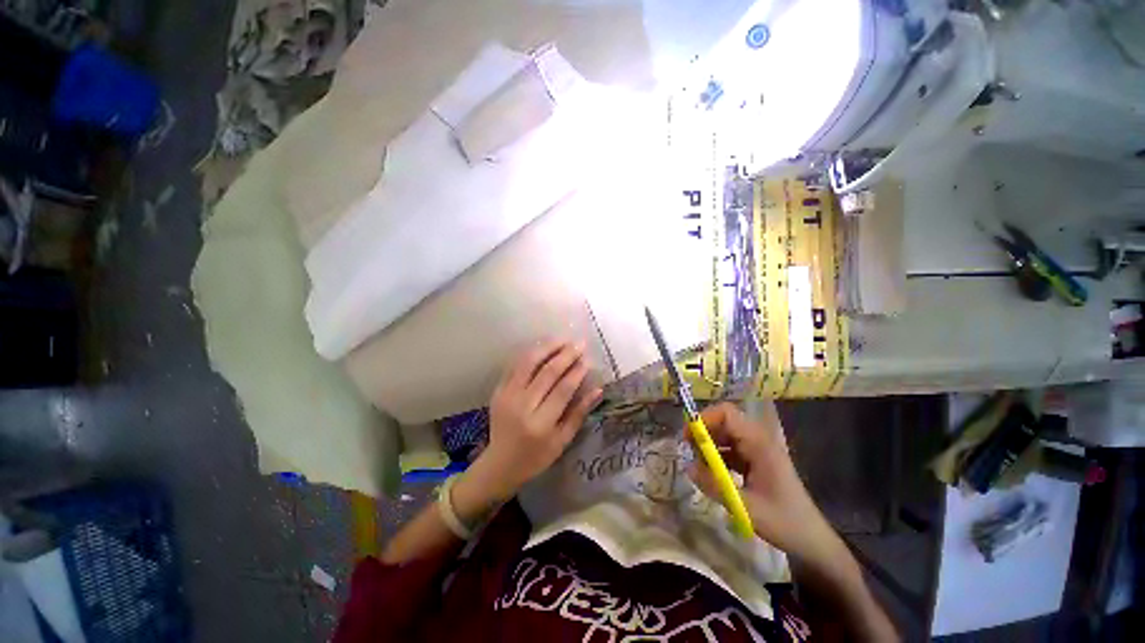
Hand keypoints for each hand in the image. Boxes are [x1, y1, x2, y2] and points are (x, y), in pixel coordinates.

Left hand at [455, 340, 601, 516]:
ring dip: (547, 347)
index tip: (587, 359)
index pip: (563, 390)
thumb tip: (598, 389)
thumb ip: (579, 414)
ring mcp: (507, 396)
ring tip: (563, 339)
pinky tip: (543, 347)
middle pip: (547, 372)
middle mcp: (522, 406)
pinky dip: (530, 354)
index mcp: (541, 423)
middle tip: (579, 343)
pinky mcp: (498, 390)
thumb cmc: (536, 456)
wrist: (500, 463)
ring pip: (528, 363)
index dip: (577, 372)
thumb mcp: (562, 441)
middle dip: (566, 355)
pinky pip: (515, 366)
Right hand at [687, 402, 837, 560]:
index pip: (727, 414)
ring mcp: (758, 450)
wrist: (812, 540)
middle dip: (703, 433)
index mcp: (759, 444)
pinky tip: (711, 474)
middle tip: (689, 452)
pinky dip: (717, 457)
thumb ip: (715, 485)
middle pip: (724, 422)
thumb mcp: (746, 507)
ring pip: (725, 435)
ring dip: (709, 446)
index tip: (688, 437)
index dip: (705, 418)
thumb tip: (687, 467)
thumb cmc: (784, 522)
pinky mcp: (756, 461)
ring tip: (698, 465)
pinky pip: (730, 449)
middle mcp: (758, 440)